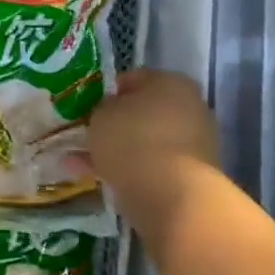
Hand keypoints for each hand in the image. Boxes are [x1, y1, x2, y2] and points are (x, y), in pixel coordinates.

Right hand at [89, 70, 220, 229]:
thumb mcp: (100, 115)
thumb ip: (101, 109)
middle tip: (86, 136)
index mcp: (171, 82)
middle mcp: (189, 108)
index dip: (105, 92)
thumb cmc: (134, 139)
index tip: (86, 108)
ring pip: (144, 142)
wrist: (172, 195)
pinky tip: (98, 180)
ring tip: (80, 163)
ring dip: (116, 151)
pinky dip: (128, 171)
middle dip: (113, 126)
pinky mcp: (191, 176)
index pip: (132, 79)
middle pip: (141, 113)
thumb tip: (107, 115)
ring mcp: (194, 144)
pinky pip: (151, 167)